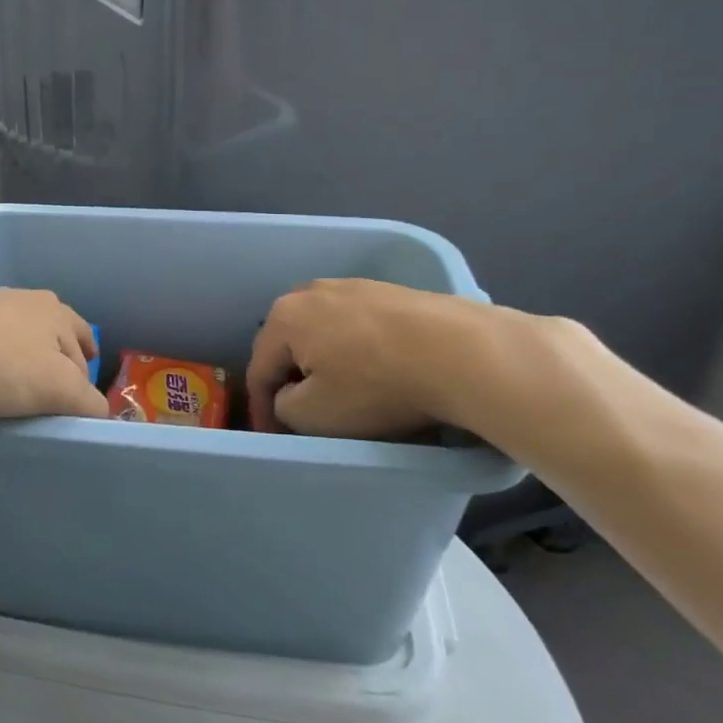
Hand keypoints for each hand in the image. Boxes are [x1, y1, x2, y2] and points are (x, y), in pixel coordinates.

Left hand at [0, 289, 109, 420]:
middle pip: (52, 335)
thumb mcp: (56, 389)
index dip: (86, 377)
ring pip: (15, 335)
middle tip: (50, 394)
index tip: (79, 402)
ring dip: (19, 357)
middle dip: (56, 360)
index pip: (84, 346)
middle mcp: (23, 299)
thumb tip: (100, 412)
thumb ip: (86, 401)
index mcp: (55, 311)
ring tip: (12, 388)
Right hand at [247, 278, 492, 438]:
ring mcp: (352, 286)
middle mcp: (310, 292)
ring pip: (323, 332)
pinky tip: (378, 370)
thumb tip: (292, 395)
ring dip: (325, 362)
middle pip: (288, 344)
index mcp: (284, 317)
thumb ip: (284, 407)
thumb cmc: (376, 385)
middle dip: (291, 378)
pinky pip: (358, 325)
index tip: (272, 435)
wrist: (464, 353)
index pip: (259, 370)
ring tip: (342, 392)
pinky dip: (357, 349)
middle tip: (303, 412)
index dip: (261, 409)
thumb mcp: (314, 415)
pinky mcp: (390, 291)